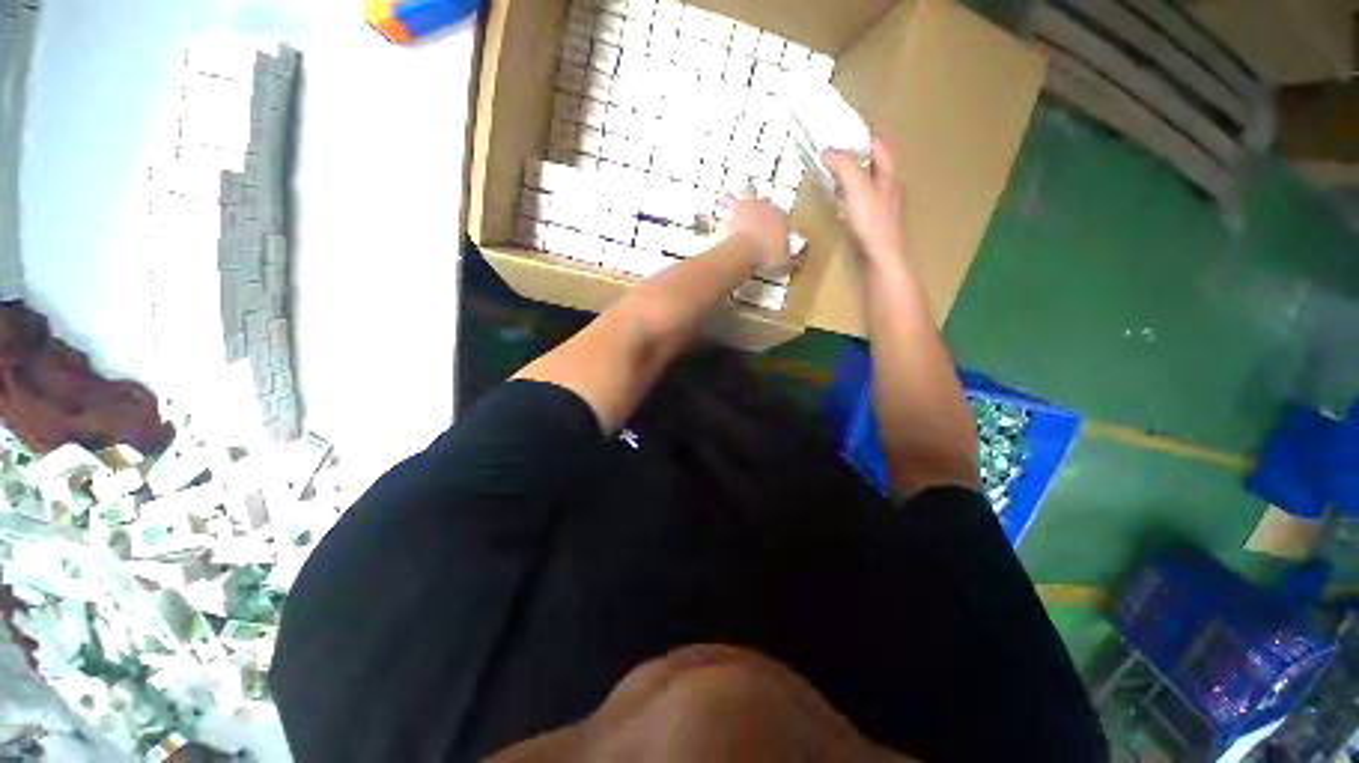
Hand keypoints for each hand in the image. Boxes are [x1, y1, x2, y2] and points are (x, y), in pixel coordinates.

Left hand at [719, 192, 791, 273]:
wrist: (747, 252)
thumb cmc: (767, 257)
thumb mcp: (787, 260)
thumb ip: (796, 253)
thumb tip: (804, 247)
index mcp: (782, 218)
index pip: (781, 217)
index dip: (777, 223)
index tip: (773, 230)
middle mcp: (769, 208)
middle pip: (767, 202)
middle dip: (763, 206)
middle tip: (758, 209)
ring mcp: (753, 205)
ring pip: (750, 192)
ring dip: (747, 193)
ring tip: (741, 197)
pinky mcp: (737, 208)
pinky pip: (729, 199)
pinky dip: (725, 199)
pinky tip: (720, 200)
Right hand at [822, 134, 905, 270]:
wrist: (880, 259)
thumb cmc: (871, 222)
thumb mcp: (856, 187)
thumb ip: (843, 165)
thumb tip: (826, 151)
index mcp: (890, 174)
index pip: (880, 144)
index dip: (864, 134)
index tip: (844, 129)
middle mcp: (889, 187)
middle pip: (875, 162)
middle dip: (856, 154)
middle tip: (834, 151)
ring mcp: (882, 207)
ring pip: (867, 183)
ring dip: (851, 175)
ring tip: (832, 173)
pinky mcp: (872, 224)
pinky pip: (860, 201)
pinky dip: (848, 195)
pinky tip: (837, 203)